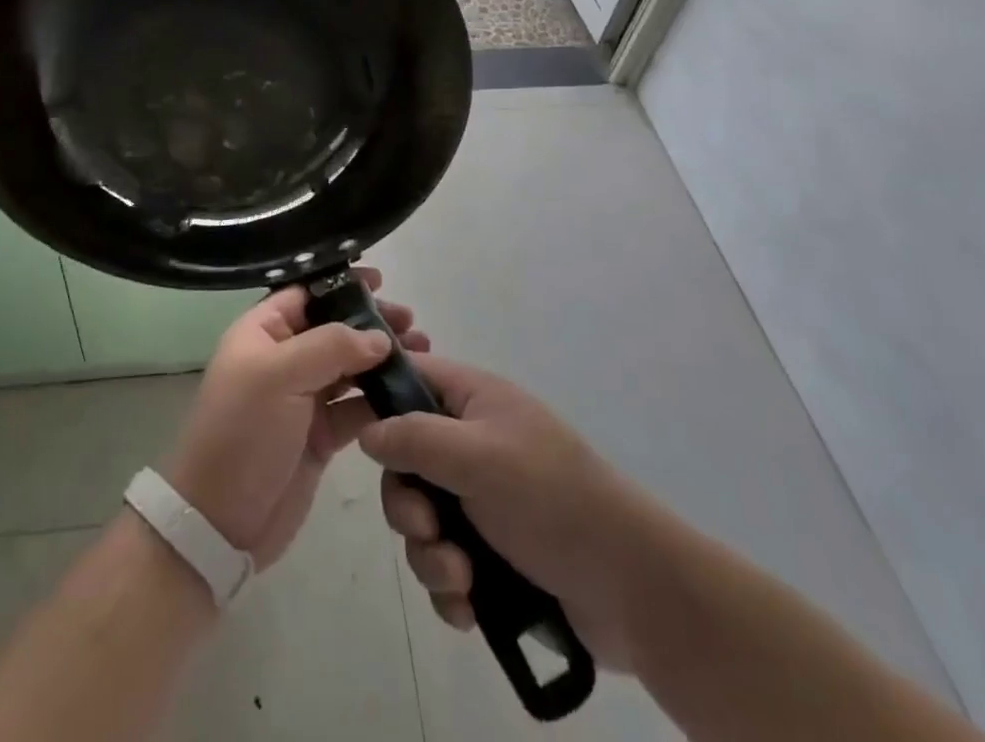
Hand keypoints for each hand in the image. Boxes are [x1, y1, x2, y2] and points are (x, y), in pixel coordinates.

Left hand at [165, 270, 427, 569]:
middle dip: (371, 322)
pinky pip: (355, 407)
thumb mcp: (279, 376)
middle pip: (334, 328)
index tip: (381, 281)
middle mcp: (283, 358)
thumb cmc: (242, 432)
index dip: (341, 284)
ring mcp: (302, 398)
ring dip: (382, 359)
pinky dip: (380, 399)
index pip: (306, 293)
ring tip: (422, 354)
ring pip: (349, 366)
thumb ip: (331, 347)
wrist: (220, 522)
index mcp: (262, 332)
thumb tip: (379, 336)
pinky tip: (409, 394)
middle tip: (411, 324)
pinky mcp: (320, 435)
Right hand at [358, 354, 643, 671]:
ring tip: (460, 578)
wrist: (632, 588)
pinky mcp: (493, 552)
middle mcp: (474, 443)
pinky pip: (445, 562)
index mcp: (475, 400)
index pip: (412, 376)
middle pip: (406, 459)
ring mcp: (484, 499)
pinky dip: (449, 587)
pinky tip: (468, 607)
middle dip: (407, 503)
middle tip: (427, 527)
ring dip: (430, 554)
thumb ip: (415, 438)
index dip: (379, 396)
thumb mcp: (478, 456)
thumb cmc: (551, 499)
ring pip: (422, 518)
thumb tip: (368, 431)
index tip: (352, 428)